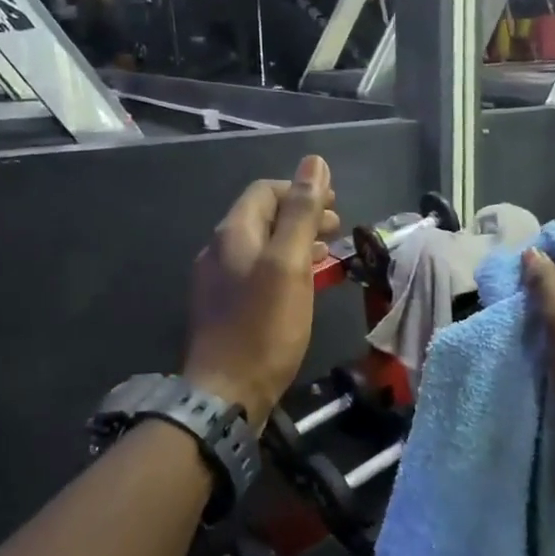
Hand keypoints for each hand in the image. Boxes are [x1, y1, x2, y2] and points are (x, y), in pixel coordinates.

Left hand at [184, 156, 339, 424]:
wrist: (227, 392)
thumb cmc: (264, 327)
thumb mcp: (288, 264)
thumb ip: (301, 212)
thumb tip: (314, 162)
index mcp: (233, 234)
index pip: (265, 192)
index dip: (300, 189)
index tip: (334, 203)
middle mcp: (219, 251)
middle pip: (262, 218)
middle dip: (300, 215)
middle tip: (336, 228)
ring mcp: (218, 281)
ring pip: (261, 247)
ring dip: (294, 242)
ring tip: (326, 254)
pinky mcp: (224, 308)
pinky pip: (257, 274)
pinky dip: (283, 268)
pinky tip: (302, 286)